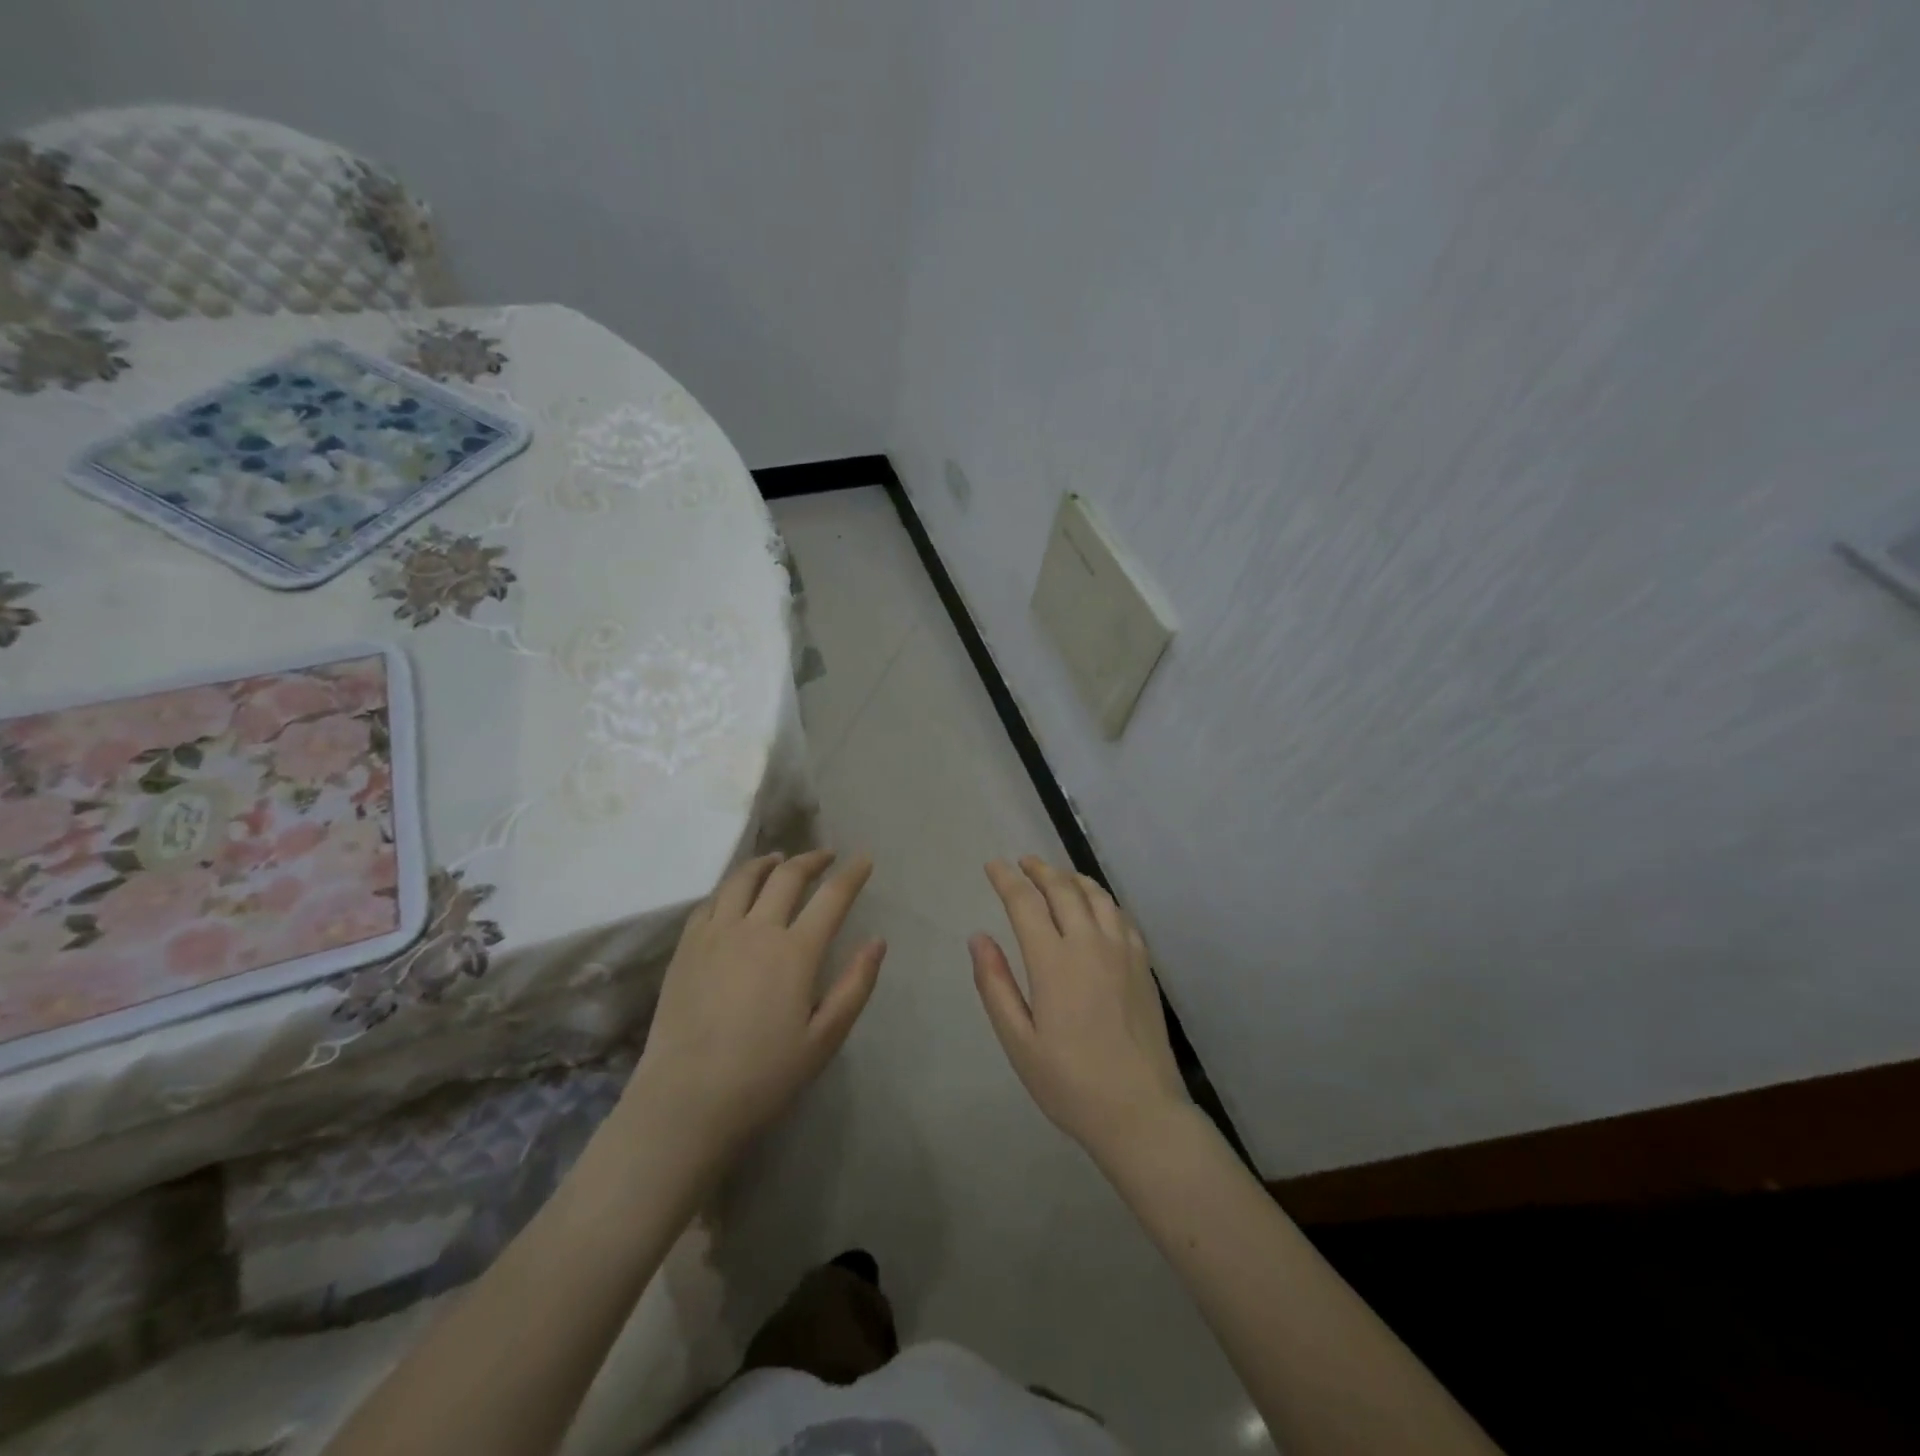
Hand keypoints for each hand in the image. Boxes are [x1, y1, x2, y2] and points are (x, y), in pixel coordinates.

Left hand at [627, 850, 884, 1167]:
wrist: (686, 1101)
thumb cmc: (764, 1076)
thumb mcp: (825, 1039)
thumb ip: (855, 986)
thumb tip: (878, 942)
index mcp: (795, 952)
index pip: (832, 897)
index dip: (852, 874)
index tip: (864, 859)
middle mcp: (756, 930)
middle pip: (787, 876)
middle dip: (812, 859)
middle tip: (826, 855)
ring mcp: (716, 935)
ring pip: (743, 879)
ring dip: (767, 863)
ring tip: (779, 859)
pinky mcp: (686, 948)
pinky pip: (710, 901)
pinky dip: (730, 888)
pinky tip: (735, 894)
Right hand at [971, 856, 1188, 1157]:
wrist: (1140, 1111)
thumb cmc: (1069, 1082)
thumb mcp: (1018, 1041)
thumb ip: (995, 985)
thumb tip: (979, 937)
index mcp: (1054, 962)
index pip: (1025, 903)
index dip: (1006, 879)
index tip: (993, 865)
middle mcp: (1090, 944)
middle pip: (1063, 890)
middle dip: (1039, 870)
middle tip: (1022, 862)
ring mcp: (1123, 952)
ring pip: (1096, 896)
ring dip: (1072, 878)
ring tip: (1056, 875)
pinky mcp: (1144, 965)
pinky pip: (1122, 916)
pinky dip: (1102, 899)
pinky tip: (1096, 906)